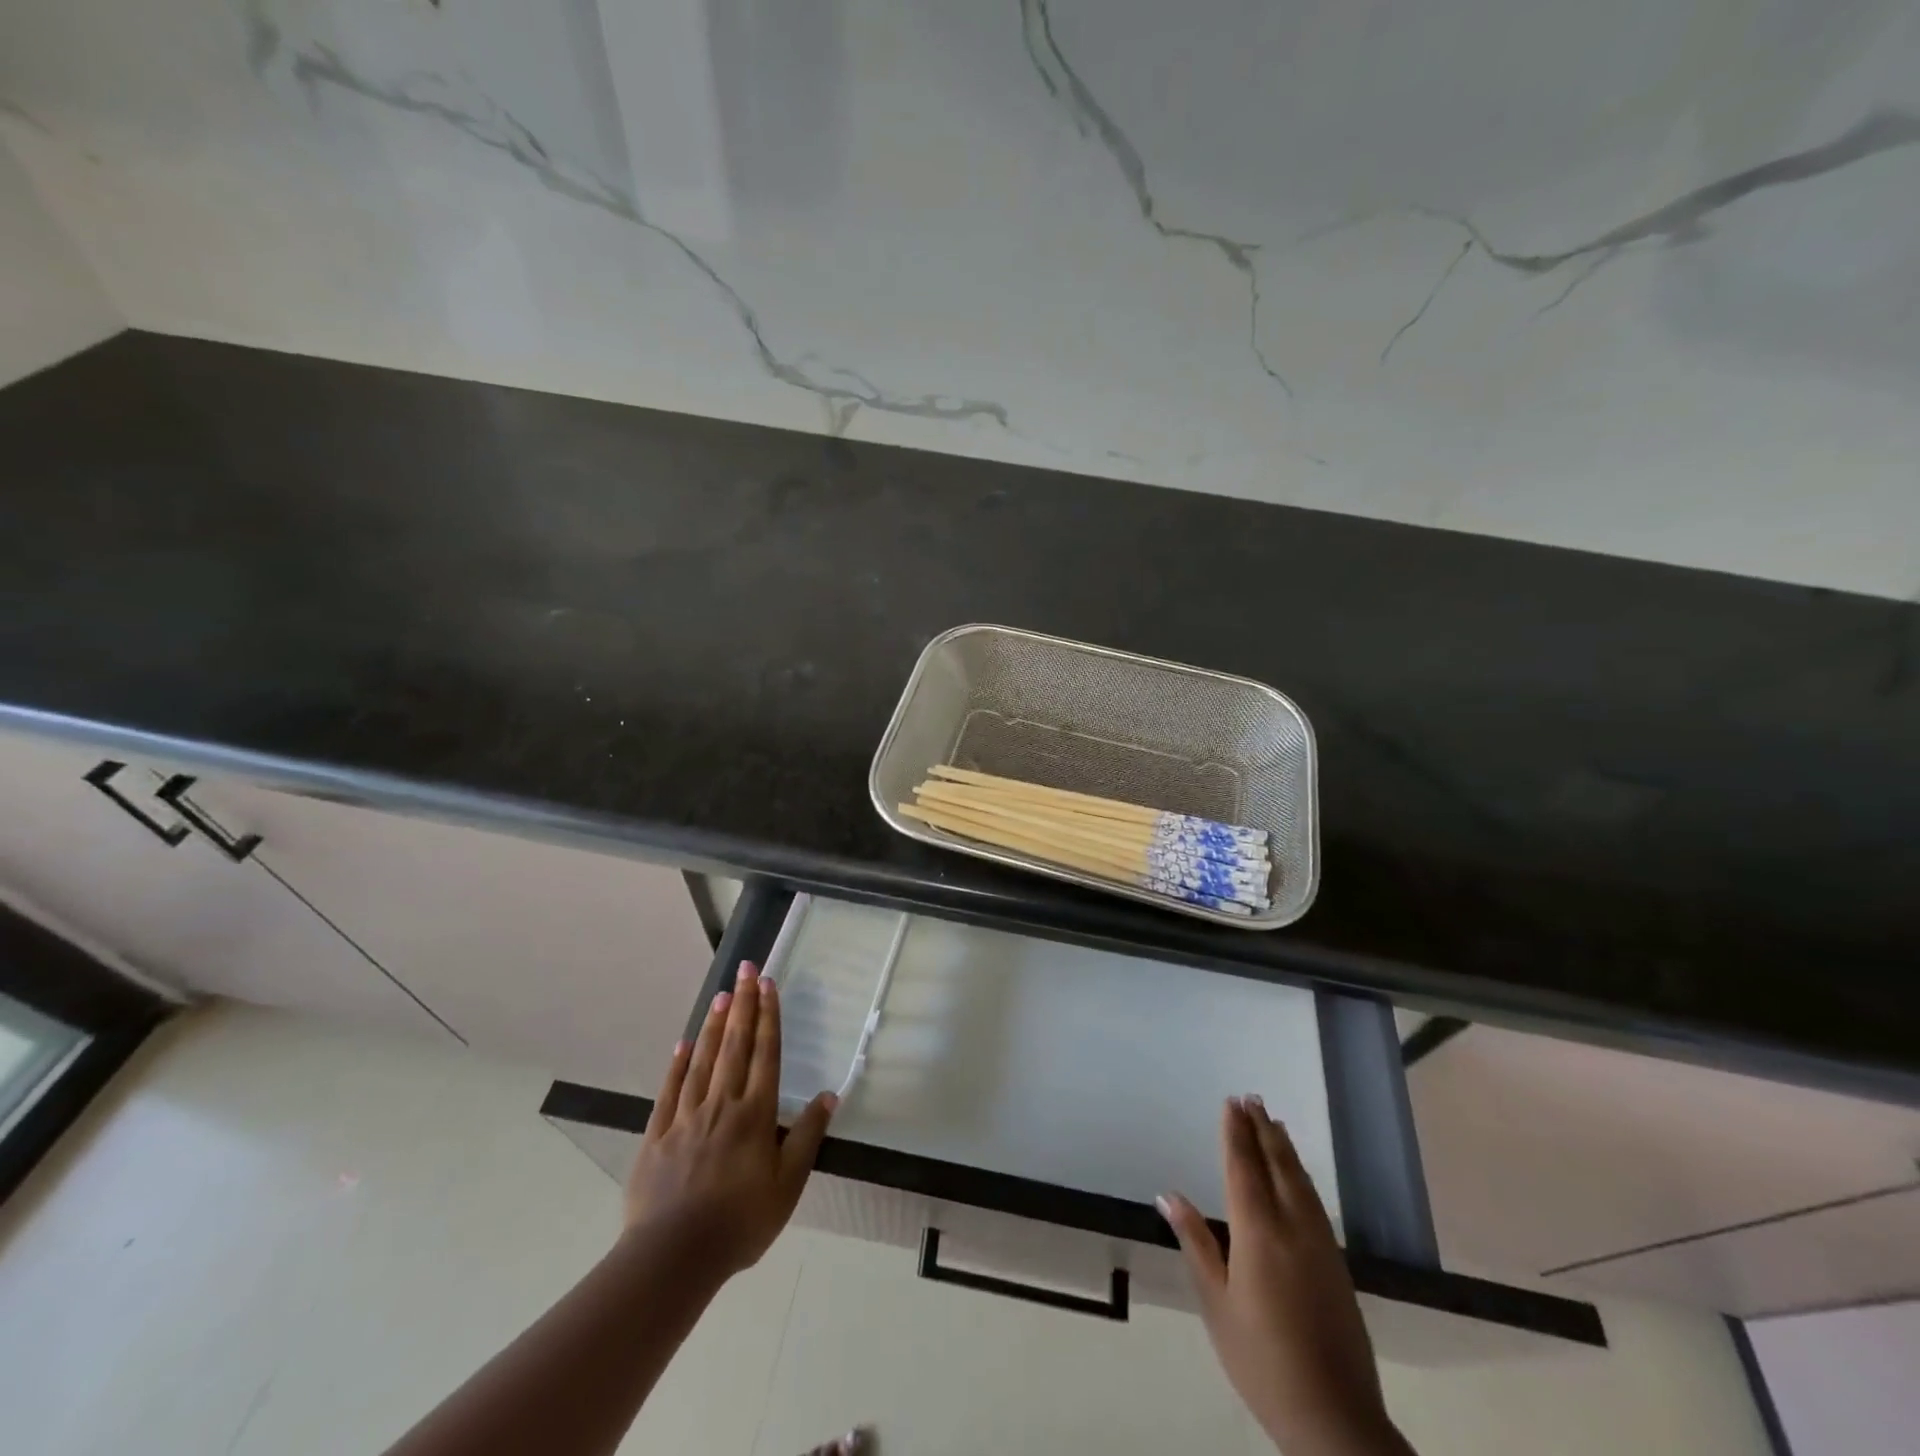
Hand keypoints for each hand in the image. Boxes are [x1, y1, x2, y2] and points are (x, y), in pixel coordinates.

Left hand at [624, 960, 835, 1283]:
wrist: (673, 1257)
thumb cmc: (740, 1222)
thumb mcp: (788, 1186)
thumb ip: (807, 1137)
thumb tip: (829, 1095)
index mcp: (755, 1114)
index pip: (766, 1053)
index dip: (768, 1016)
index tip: (767, 984)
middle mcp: (722, 1103)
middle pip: (735, 1045)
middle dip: (742, 1004)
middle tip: (745, 969)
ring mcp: (686, 1116)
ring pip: (703, 1059)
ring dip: (714, 1024)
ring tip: (721, 994)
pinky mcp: (658, 1134)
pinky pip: (670, 1089)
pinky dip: (678, 1063)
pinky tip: (684, 1043)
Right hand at [1160, 1098, 1408, 1455]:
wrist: (1334, 1416)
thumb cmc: (1261, 1358)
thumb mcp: (1216, 1302)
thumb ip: (1196, 1242)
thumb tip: (1169, 1195)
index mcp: (1258, 1232)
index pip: (1243, 1167)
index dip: (1235, 1133)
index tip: (1231, 1102)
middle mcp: (1292, 1226)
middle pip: (1276, 1165)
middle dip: (1262, 1130)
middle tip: (1252, 1098)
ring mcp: (1320, 1244)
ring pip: (1300, 1180)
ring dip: (1284, 1148)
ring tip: (1272, 1122)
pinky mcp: (1337, 1263)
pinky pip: (1314, 1201)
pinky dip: (1301, 1175)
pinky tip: (1297, 1175)